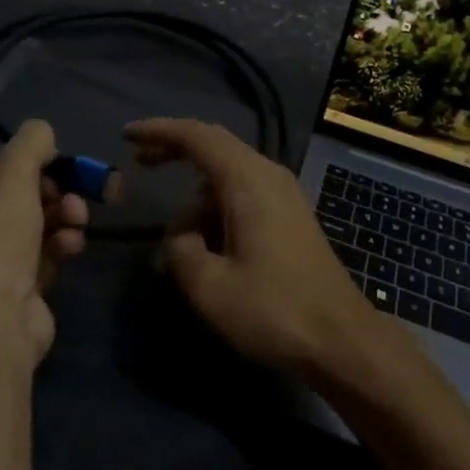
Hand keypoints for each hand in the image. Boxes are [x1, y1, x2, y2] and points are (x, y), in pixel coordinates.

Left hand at [0, 120, 89, 366]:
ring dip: (64, 217)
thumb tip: (44, 136)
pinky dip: (59, 246)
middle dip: (56, 192)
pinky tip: (71, 247)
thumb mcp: (14, 170)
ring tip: (77, 223)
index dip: (33, 163)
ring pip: (35, 224)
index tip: (59, 167)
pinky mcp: (8, 292)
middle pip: (19, 195)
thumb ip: (33, 140)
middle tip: (77, 197)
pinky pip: (41, 255)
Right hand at [126, 118, 380, 381]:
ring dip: (196, 203)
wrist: (341, 338)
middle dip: (175, 153)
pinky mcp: (289, 215)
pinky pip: (243, 196)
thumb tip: (180, 238)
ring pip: (227, 179)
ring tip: (175, 252)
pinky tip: (205, 253)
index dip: (160, 130)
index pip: (197, 136)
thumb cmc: (274, 310)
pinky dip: (216, 213)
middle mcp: (267, 174)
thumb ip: (181, 252)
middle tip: (139, 166)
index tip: (128, 135)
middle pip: (214, 148)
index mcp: (247, 179)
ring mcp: (283, 194)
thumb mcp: (210, 288)